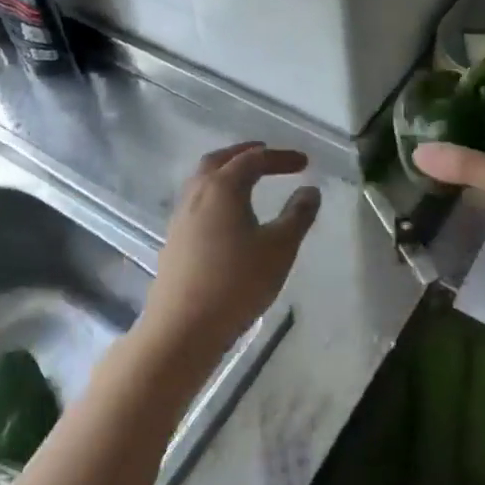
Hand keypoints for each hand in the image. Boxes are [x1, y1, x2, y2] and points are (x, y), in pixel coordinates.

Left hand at [141, 142, 319, 364]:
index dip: (280, 158)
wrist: (182, 329)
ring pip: (203, 181)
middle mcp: (197, 194)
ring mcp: (180, 217)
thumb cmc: (236, 283)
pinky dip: (216, 195)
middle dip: (245, 154)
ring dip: (227, 173)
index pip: (254, 159)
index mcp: (222, 187)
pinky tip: (229, 216)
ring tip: (249, 182)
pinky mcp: (174, 241)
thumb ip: (298, 215)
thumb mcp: (279, 248)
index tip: (304, 163)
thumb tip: (310, 191)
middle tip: (268, 156)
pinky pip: (197, 202)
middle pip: (220, 160)